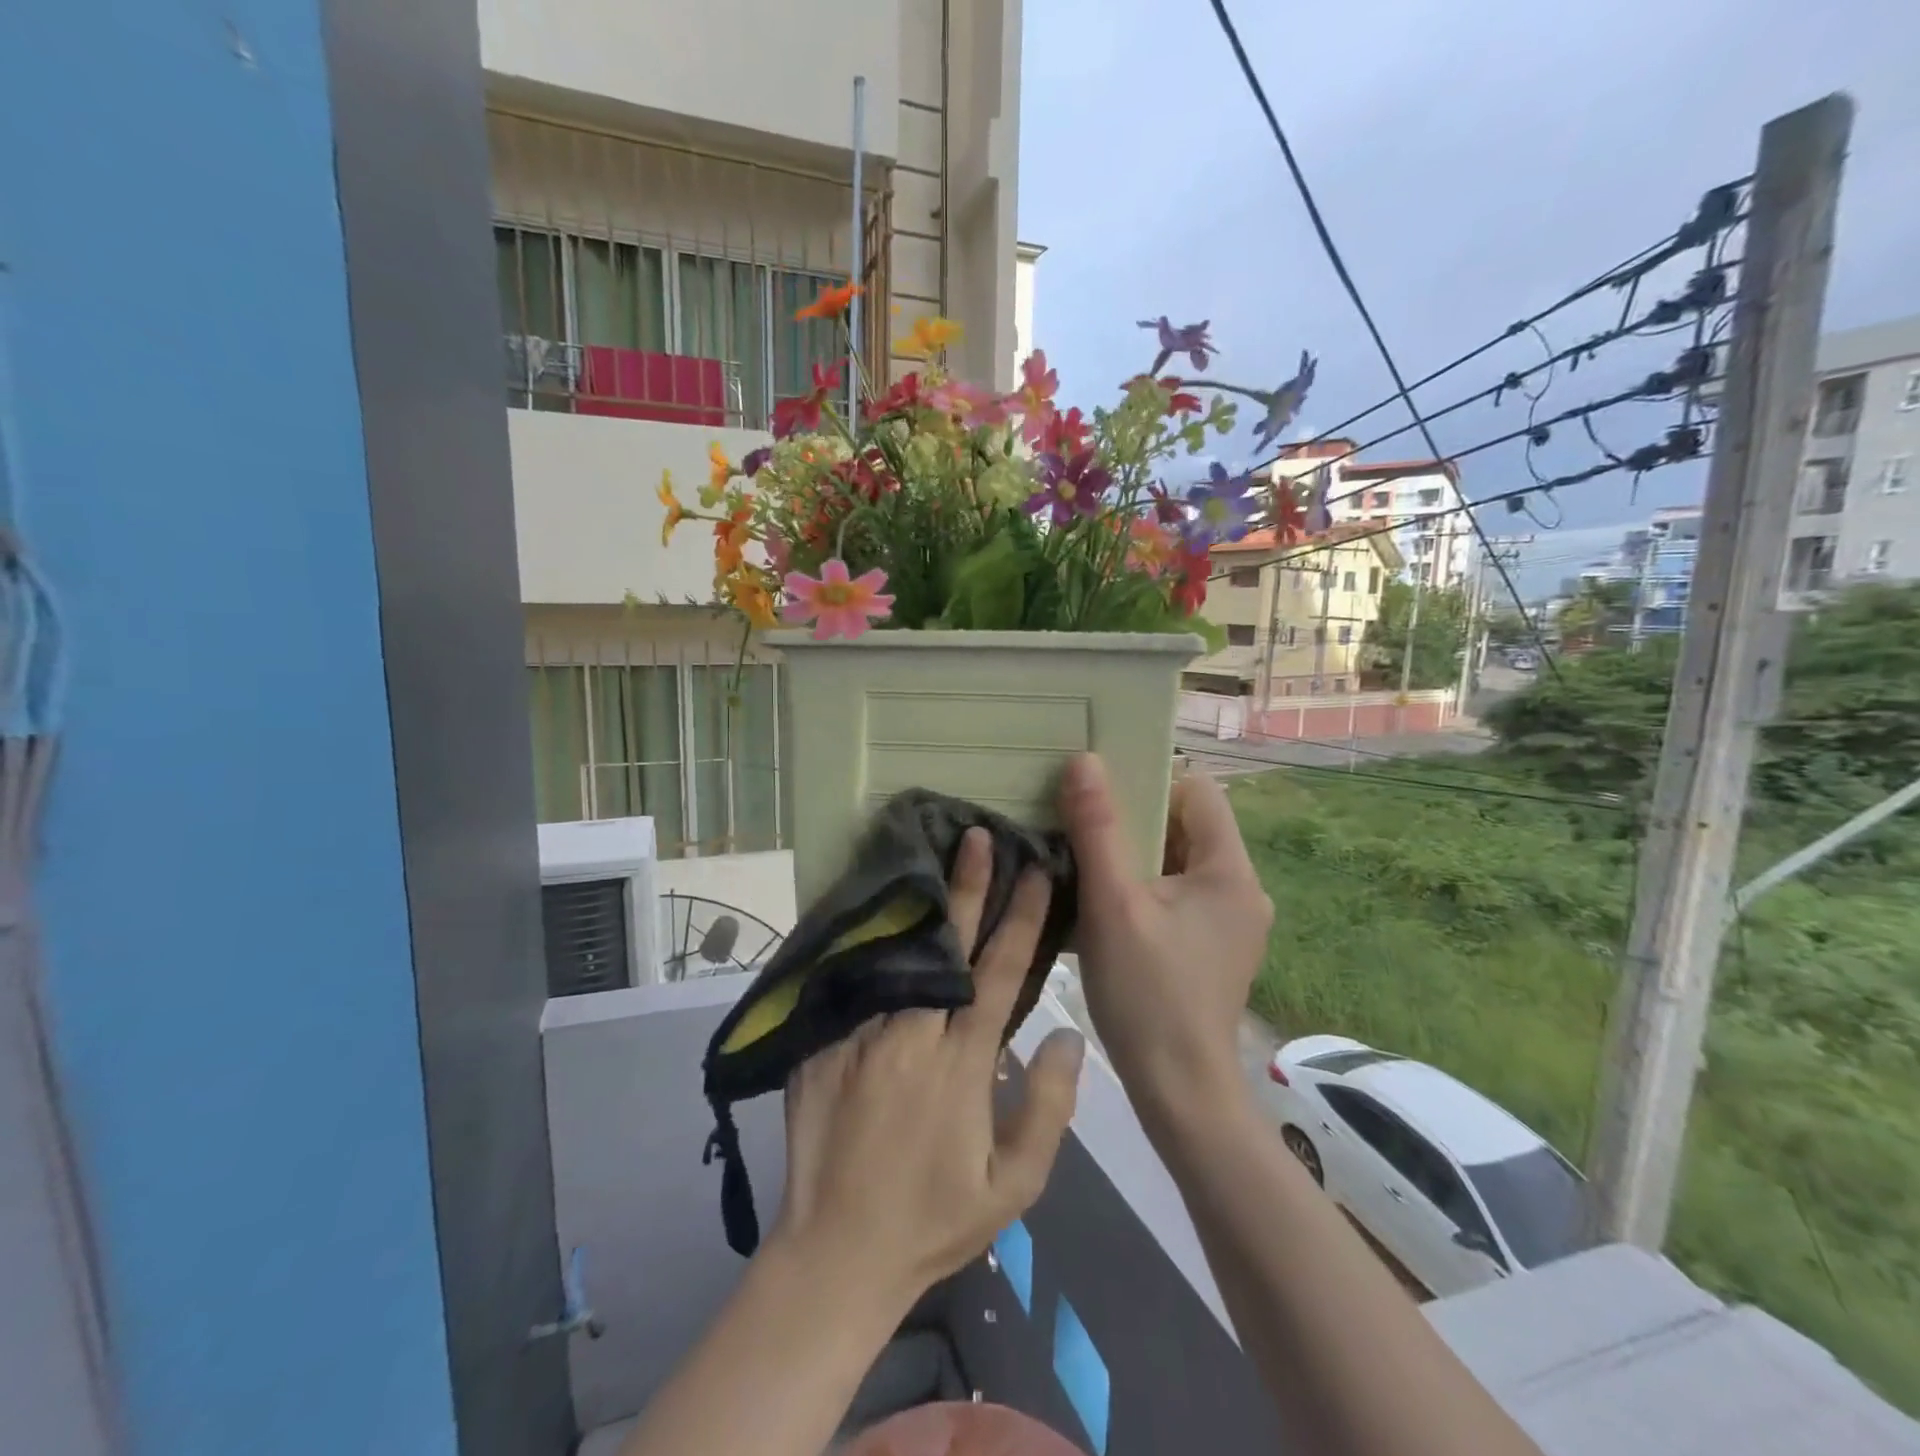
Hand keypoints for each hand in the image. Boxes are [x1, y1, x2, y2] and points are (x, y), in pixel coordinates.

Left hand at [770, 827, 1085, 1311]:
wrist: (836, 1254)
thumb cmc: (935, 1220)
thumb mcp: (1014, 1187)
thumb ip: (1048, 1107)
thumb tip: (1069, 1033)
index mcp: (961, 1064)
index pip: (1000, 973)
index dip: (1021, 918)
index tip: (1035, 871)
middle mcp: (911, 1035)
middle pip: (946, 946)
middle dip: (967, 886)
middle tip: (976, 837)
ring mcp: (860, 1035)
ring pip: (895, 954)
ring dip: (918, 905)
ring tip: (928, 856)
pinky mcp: (822, 1045)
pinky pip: (851, 981)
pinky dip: (869, 943)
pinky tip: (877, 911)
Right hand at [1059, 754, 1272, 1125]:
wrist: (1179, 1092)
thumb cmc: (1147, 993)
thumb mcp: (1112, 904)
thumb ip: (1097, 829)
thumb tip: (1084, 761)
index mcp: (1230, 870)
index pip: (1196, 791)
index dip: (1149, 781)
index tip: (1100, 794)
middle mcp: (1242, 889)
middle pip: (1186, 825)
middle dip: (1134, 820)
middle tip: (1081, 824)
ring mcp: (1231, 921)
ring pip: (1178, 861)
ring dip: (1134, 855)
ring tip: (1085, 859)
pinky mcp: (1215, 946)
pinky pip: (1178, 894)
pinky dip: (1144, 887)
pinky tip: (1106, 903)